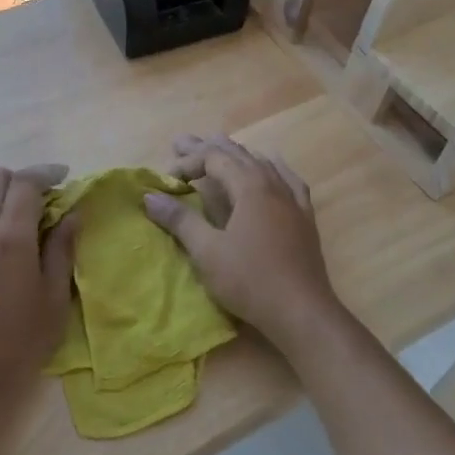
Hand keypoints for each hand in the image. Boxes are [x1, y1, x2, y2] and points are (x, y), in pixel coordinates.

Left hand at [0, 164, 77, 436]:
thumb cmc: (19, 345)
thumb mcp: (53, 299)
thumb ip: (62, 249)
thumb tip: (72, 214)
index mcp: (9, 236)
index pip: (25, 182)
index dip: (47, 173)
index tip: (65, 177)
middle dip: (22, 180)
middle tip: (45, 200)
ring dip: (0, 196)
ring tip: (22, 220)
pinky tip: (0, 243)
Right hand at [142, 135, 343, 352]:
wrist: (302, 312)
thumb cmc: (250, 280)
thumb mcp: (207, 251)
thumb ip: (180, 220)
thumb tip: (150, 196)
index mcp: (250, 188)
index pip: (214, 159)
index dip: (189, 162)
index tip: (168, 178)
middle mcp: (273, 185)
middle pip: (237, 155)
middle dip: (207, 148)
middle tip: (181, 141)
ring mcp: (292, 201)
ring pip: (262, 164)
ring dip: (236, 155)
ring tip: (219, 146)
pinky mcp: (304, 218)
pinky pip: (289, 180)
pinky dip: (273, 168)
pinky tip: (272, 165)